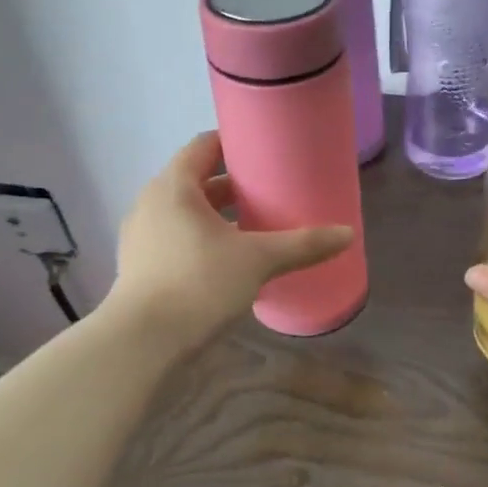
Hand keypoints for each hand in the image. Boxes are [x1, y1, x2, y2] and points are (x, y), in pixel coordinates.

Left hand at [105, 132, 353, 348]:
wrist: (141, 344)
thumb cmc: (198, 283)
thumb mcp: (258, 260)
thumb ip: (303, 245)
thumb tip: (347, 234)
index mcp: (174, 187)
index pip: (203, 146)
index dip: (233, 142)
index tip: (264, 149)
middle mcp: (151, 203)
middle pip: (195, 179)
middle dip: (232, 184)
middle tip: (269, 189)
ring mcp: (141, 237)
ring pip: (185, 212)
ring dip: (217, 214)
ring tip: (253, 224)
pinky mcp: (140, 267)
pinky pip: (176, 237)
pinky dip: (202, 238)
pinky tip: (228, 258)